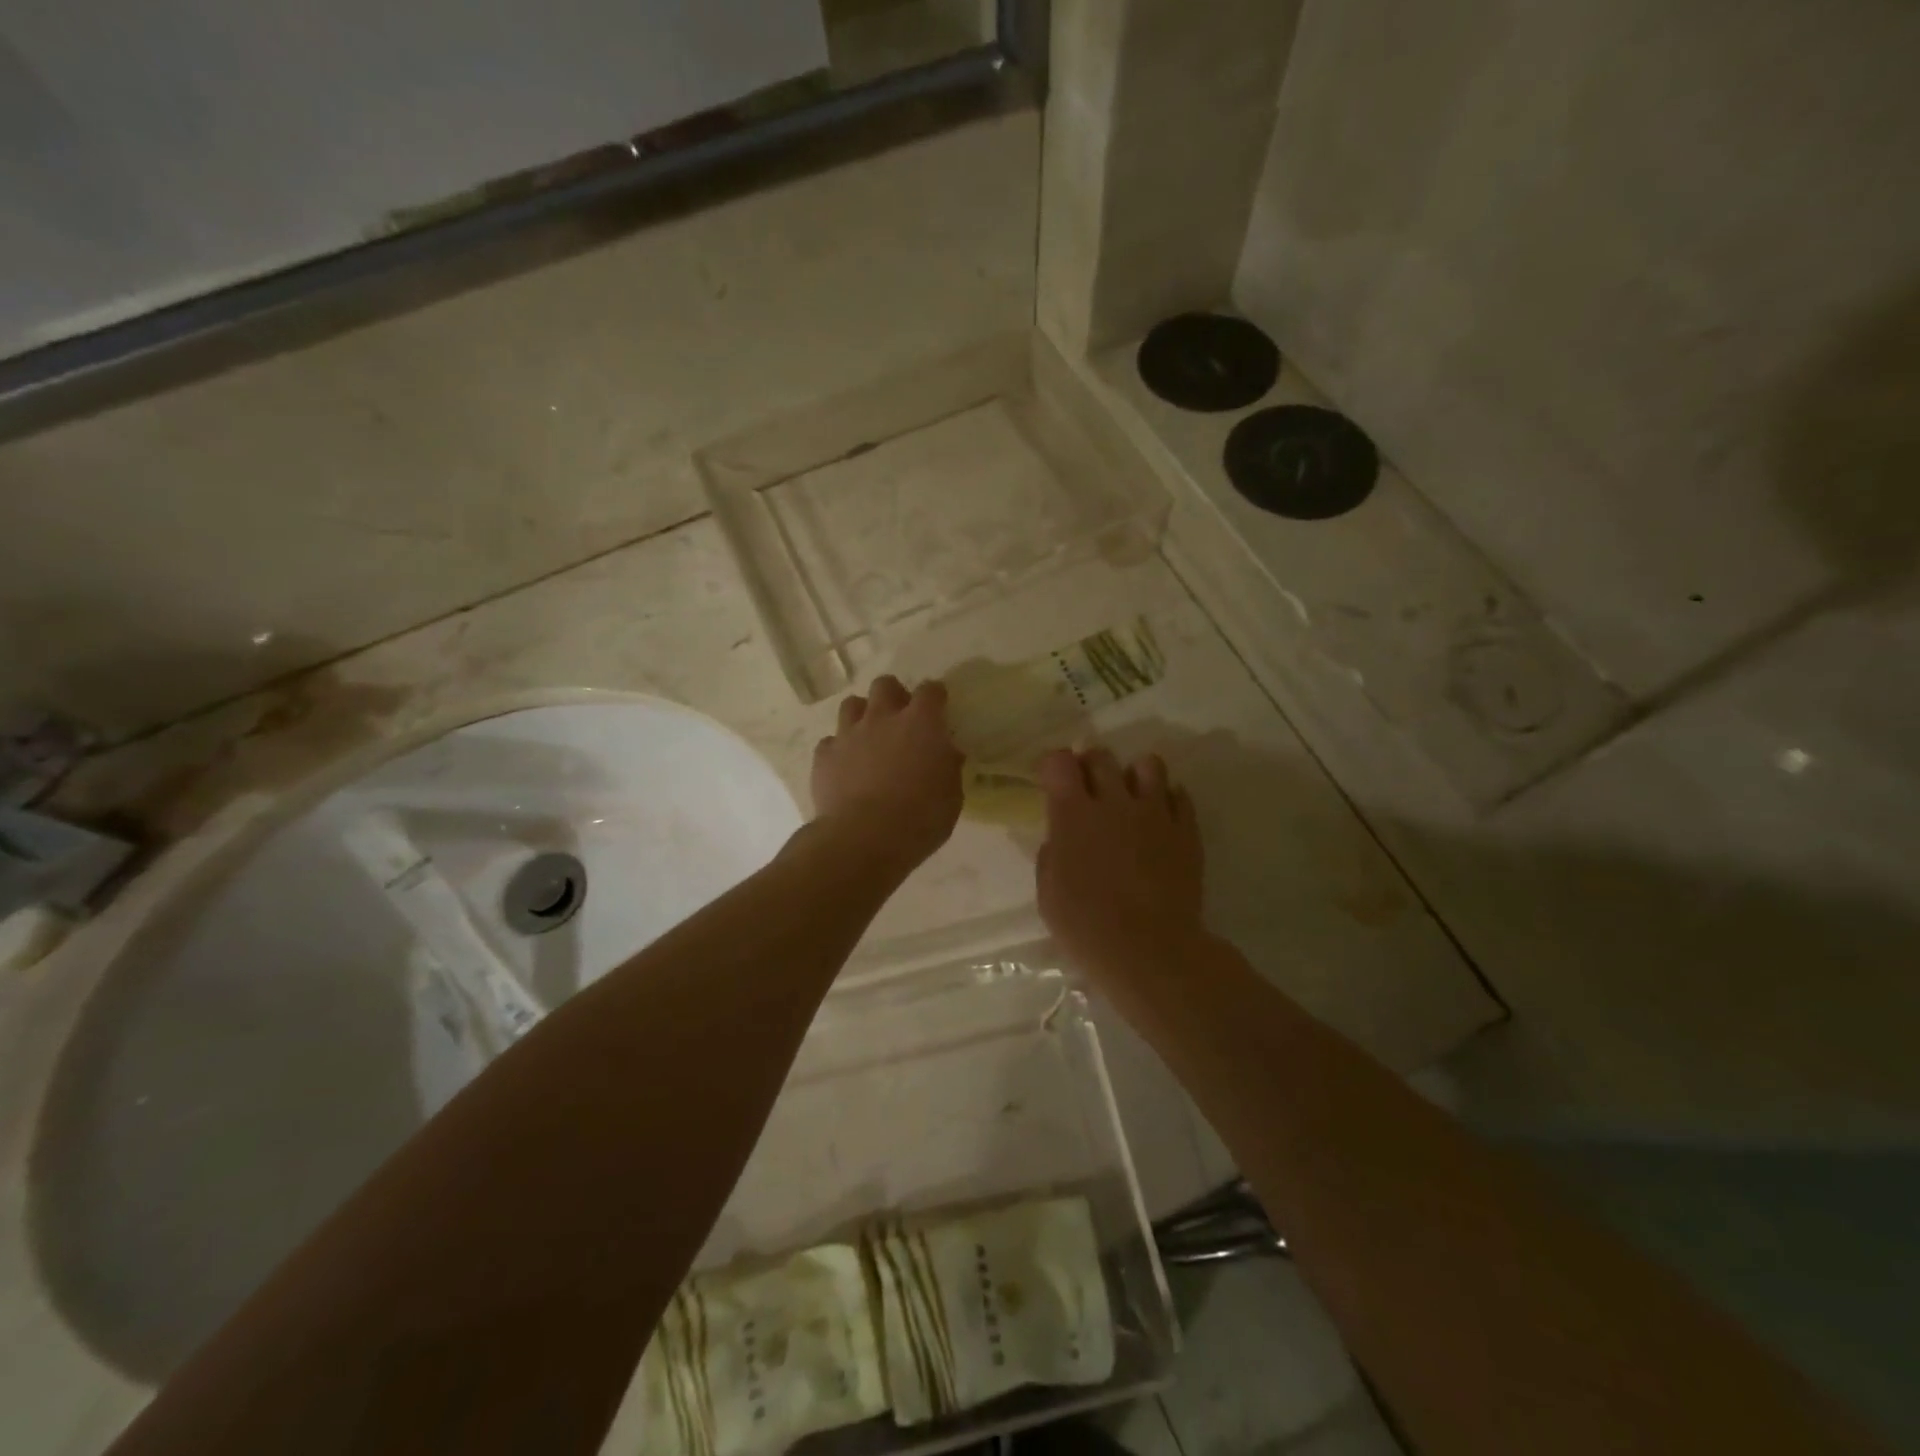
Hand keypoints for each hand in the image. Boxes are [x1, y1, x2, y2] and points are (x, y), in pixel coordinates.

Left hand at [811, 675, 964, 871]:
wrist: (864, 838)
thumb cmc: (920, 818)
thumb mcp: (951, 796)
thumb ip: (949, 768)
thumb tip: (947, 754)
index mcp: (921, 724)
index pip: (931, 690)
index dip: (935, 696)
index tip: (938, 708)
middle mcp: (883, 718)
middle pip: (885, 685)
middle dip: (894, 696)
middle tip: (901, 720)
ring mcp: (849, 734)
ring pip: (851, 704)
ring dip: (862, 716)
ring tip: (869, 738)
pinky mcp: (824, 755)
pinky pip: (830, 741)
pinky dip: (839, 750)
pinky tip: (845, 768)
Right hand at [1036, 747, 1206, 980]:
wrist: (1150, 950)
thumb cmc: (1087, 927)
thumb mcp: (1048, 894)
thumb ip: (1052, 855)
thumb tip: (1061, 839)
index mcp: (1073, 815)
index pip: (1060, 762)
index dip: (1053, 765)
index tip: (1052, 782)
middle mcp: (1114, 802)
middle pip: (1102, 756)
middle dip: (1090, 765)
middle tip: (1088, 788)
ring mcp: (1155, 813)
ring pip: (1148, 764)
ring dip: (1134, 775)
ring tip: (1130, 797)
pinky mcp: (1186, 830)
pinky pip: (1180, 795)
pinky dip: (1167, 800)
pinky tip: (1160, 819)